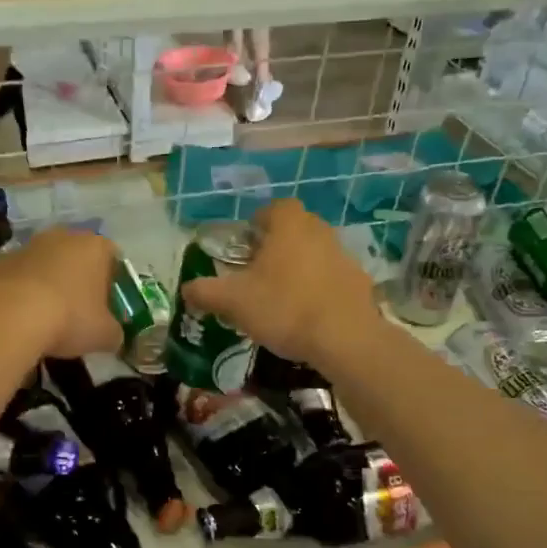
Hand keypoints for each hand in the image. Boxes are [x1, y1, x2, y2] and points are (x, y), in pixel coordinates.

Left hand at [0, 226, 121, 361]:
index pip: (113, 258)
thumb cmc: (69, 317)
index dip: (112, 283)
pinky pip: (19, 278)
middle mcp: (63, 237)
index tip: (106, 308)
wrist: (9, 315)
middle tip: (78, 312)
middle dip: (78, 281)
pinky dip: (21, 293)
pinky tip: (19, 319)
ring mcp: (28, 246)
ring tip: (45, 319)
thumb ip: (114, 332)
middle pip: (77, 257)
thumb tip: (112, 336)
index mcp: (95, 247)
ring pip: (46, 265)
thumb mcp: (104, 334)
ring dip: (48, 285)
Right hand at [181, 200, 376, 367]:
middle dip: (279, 243)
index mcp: (289, 226)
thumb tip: (186, 288)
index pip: (275, 208)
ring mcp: (345, 256)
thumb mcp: (234, 302)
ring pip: (317, 252)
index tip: (247, 242)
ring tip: (283, 294)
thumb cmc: (284, 308)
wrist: (344, 339)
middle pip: (297, 228)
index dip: (260, 221)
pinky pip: (334, 277)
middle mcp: (320, 232)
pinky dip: (321, 288)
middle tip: (260, 268)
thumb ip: (206, 292)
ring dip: (301, 266)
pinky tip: (309, 313)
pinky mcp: (360, 283)